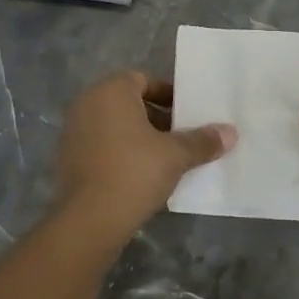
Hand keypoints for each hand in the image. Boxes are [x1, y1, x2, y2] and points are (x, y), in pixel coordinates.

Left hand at [53, 71, 236, 238]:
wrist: (89, 219)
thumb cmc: (135, 172)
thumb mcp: (175, 155)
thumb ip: (202, 141)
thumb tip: (230, 132)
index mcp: (111, 91)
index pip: (143, 80)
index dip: (168, 95)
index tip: (188, 114)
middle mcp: (87, 103)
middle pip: (129, 102)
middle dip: (156, 117)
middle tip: (181, 136)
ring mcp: (73, 131)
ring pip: (114, 125)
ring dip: (139, 136)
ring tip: (166, 158)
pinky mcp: (68, 158)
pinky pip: (101, 145)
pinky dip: (120, 152)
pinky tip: (141, 174)